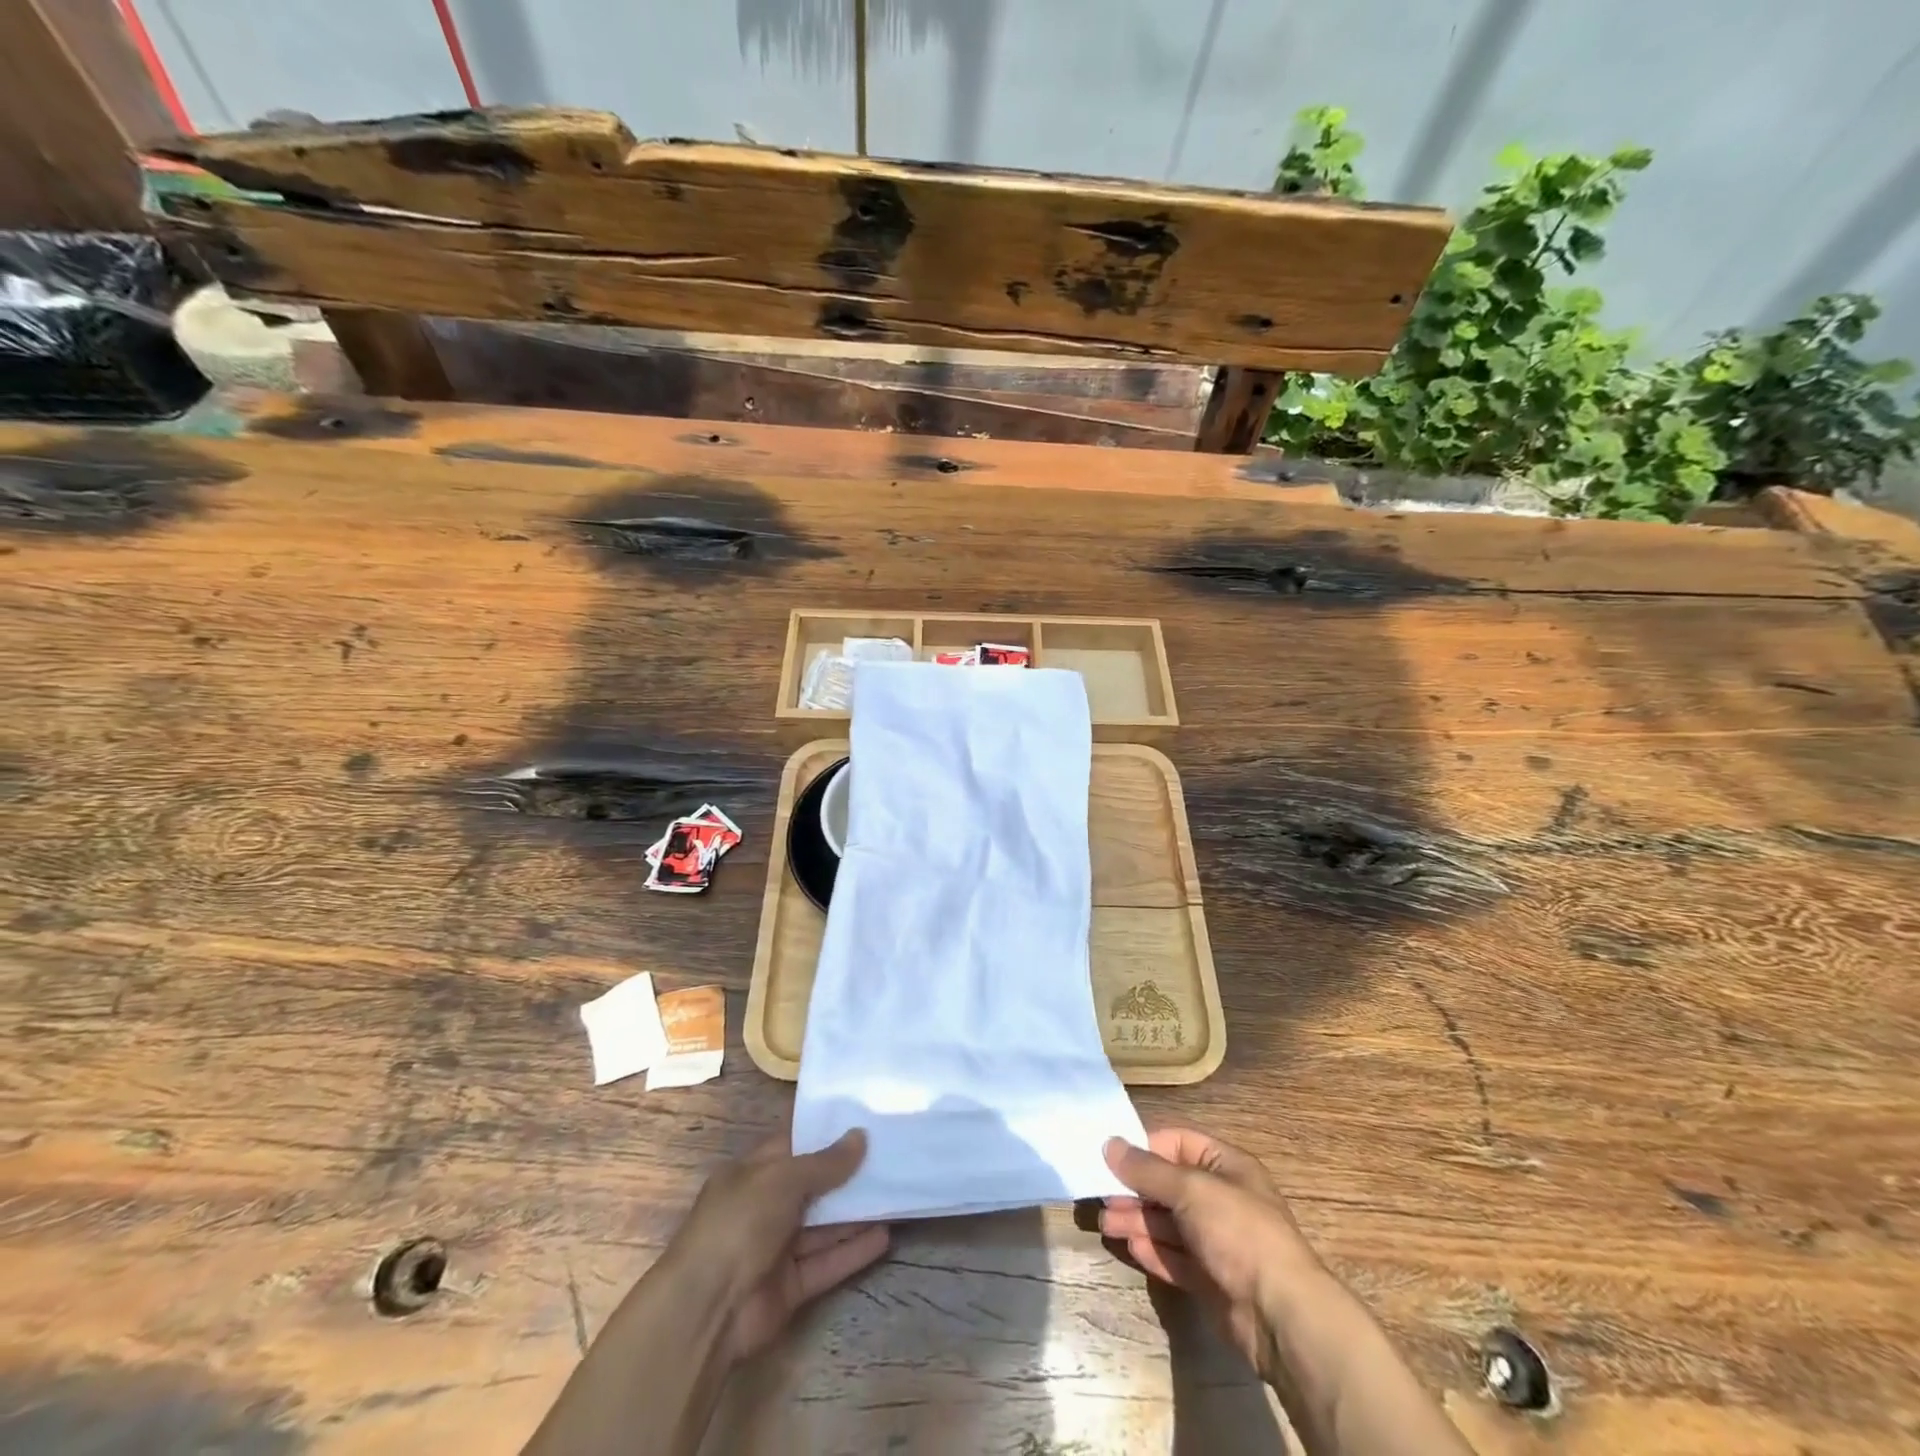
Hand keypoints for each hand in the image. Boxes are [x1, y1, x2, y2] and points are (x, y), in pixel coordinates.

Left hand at [670, 1129, 889, 1362]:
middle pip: (813, 1186)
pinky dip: (854, 1251)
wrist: (707, 1311)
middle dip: (847, 1174)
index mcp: (752, 1173)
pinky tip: (885, 1237)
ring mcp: (778, 1248)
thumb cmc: (738, 1223)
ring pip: (824, 1225)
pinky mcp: (791, 1286)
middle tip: (889, 1156)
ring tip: (895, 1193)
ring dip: (856, 1213)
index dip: (825, 1134)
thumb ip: (824, 1163)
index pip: (793, 1145)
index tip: (862, 1121)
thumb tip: (860, 1136)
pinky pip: (827, 1262)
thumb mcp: (781, 1179)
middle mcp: (765, 1207)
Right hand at [1101, 1126, 1323, 1379]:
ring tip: (1104, 1223)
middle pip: (1169, 1185)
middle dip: (1134, 1189)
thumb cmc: (1238, 1232)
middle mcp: (1221, 1199)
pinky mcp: (1210, 1278)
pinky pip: (1174, 1257)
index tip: (1111, 1157)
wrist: (1279, 1315)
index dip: (1145, 1148)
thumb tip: (1110, 1144)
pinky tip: (1130, 1246)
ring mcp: (1217, 1241)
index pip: (1178, 1143)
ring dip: (1136, 1220)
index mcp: (1226, 1166)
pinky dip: (1152, 1250)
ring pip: (1168, 1222)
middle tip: (1100, 1196)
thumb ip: (1147, 1169)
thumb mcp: (1190, 1188)